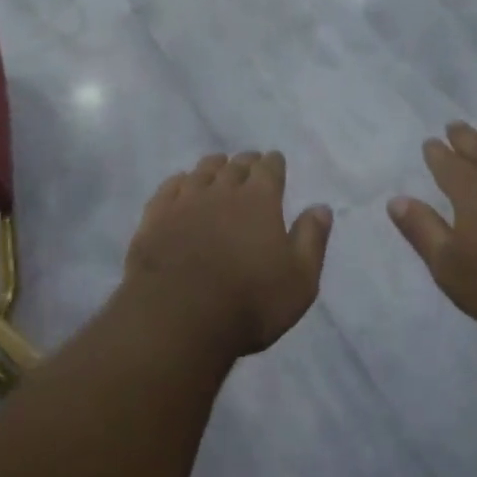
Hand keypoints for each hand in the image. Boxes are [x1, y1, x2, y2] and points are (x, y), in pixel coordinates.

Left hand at [119, 152, 333, 362]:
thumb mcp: (299, 279)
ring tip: (218, 166)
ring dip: (214, 167)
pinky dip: (180, 181)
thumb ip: (311, 239)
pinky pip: (170, 187)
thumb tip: (321, 207)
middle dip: (245, 162)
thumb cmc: (250, 302)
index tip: (274, 160)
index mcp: (260, 200)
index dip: (273, 163)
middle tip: (249, 162)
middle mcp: (222, 190)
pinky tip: (181, 185)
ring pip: (202, 171)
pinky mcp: (155, 217)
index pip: (269, 169)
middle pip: (235, 166)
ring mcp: (185, 201)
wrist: (178, 316)